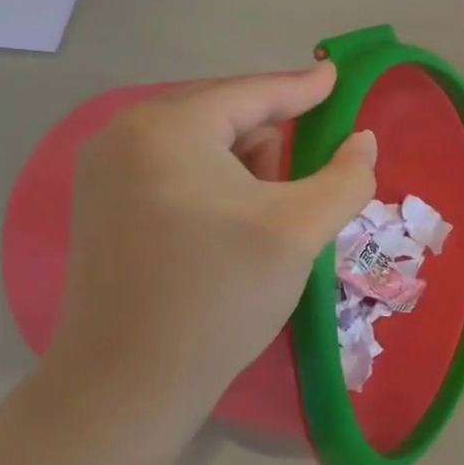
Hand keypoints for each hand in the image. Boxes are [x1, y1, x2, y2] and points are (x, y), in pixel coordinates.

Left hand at [46, 62, 375, 426]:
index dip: (303, 87)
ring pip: (199, 144)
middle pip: (224, 114)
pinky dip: (212, 183)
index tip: (337, 77)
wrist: (127, 386)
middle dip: (272, 141)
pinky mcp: (100, 206)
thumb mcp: (298, 230)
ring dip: (243, 166)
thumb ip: (345, 176)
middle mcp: (124, 134)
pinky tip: (229, 227)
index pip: (252, 93)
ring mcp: (104, 171)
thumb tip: (363, 140)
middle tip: (302, 183)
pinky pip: (173, 169)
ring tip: (264, 217)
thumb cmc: (219, 295)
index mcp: (168, 127)